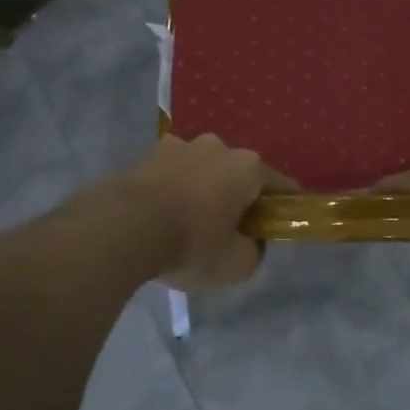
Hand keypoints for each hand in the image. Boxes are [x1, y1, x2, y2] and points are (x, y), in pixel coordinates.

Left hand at [119, 134, 287, 287]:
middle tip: (230, 229)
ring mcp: (181, 145)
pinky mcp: (148, 153)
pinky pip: (172, 173)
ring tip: (190, 221)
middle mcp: (218, 146)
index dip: (285, 206)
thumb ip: (254, 252)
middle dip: (238, 196)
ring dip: (203, 189)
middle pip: (238, 173)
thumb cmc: (192, 242)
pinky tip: (163, 214)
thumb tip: (251, 243)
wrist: (124, 227)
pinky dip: (174, 188)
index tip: (281, 223)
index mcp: (248, 167)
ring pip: (203, 169)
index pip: (281, 185)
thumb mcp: (237, 265)